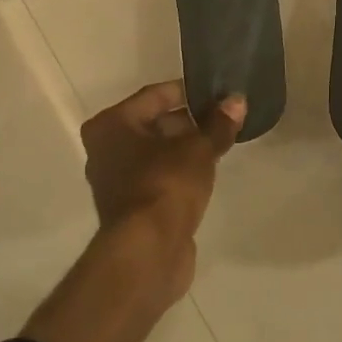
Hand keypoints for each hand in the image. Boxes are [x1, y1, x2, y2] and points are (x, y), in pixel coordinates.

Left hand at [82, 80, 244, 250]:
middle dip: (188, 121)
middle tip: (223, 119)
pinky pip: (158, 177)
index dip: (188, 91)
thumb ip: (218, 124)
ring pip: (155, 152)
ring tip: (219, 143)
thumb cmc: (166, 185)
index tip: (217, 92)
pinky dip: (178, 172)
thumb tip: (237, 100)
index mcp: (111, 125)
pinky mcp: (130, 207)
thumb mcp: (199, 149)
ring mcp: (115, 180)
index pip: (154, 95)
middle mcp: (105, 149)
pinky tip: (205, 173)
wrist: (148, 250)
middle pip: (153, 124)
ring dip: (184, 148)